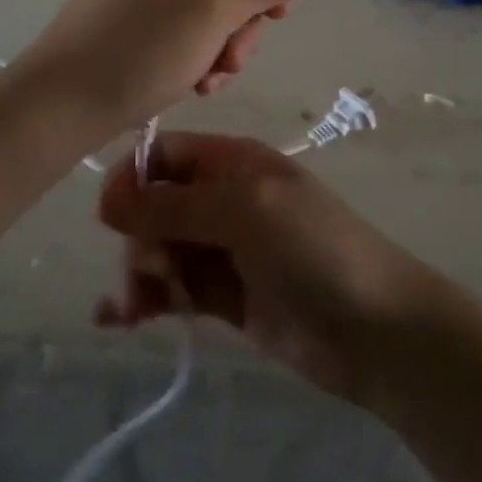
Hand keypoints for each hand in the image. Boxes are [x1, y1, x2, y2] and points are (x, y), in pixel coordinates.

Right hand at [94, 133, 437, 404]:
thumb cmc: (312, 248)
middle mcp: (224, 199)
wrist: (374, 328)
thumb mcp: (244, 211)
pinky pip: (174, 289)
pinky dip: (146, 300)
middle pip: (156, 206)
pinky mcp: (226, 297)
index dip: (132, 178)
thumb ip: (174, 205)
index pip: (165, 154)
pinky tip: (117, 319)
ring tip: (136, 308)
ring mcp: (225, 249)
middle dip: (139, 235)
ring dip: (140, 273)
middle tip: (150, 270)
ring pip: (161, 250)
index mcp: (232, 162)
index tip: (109, 216)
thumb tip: (106, 200)